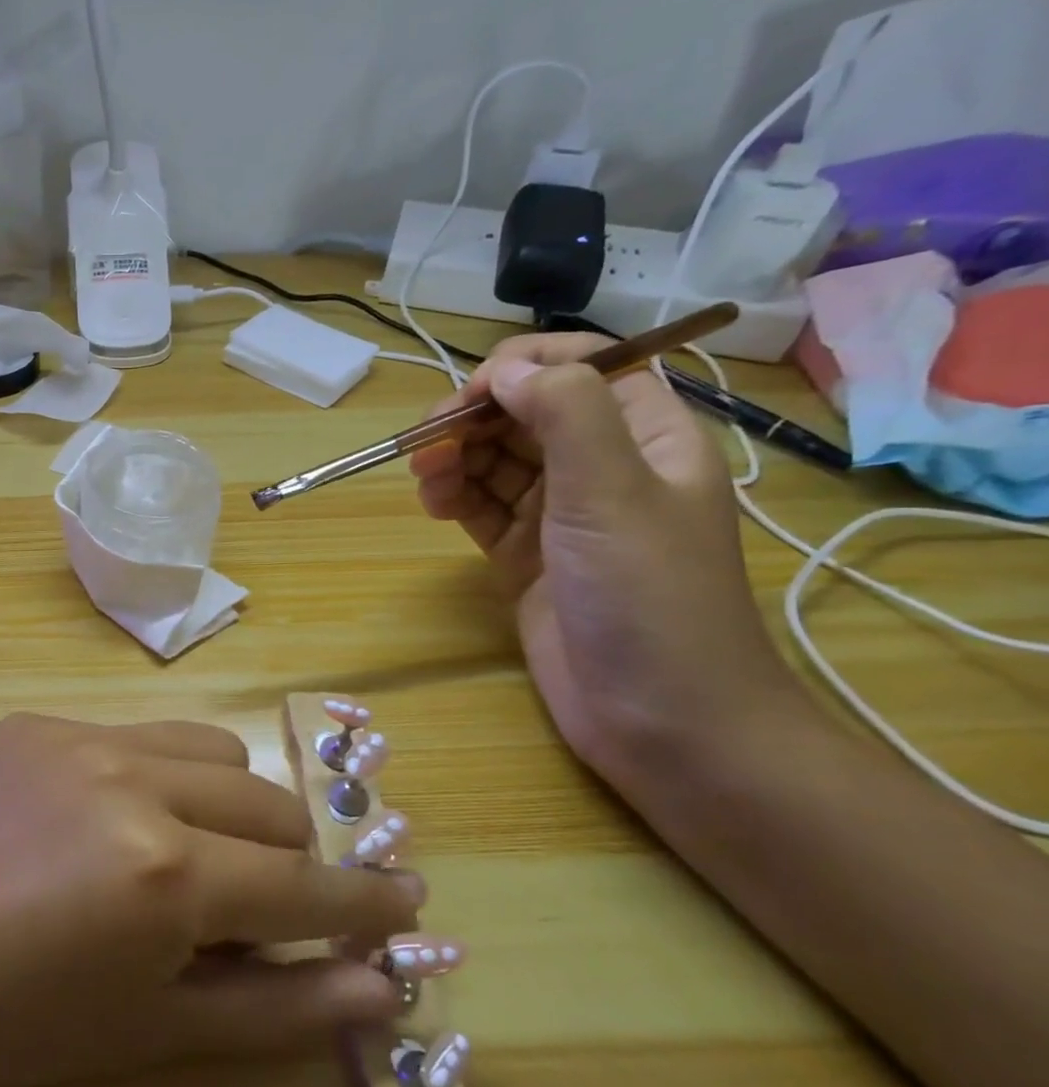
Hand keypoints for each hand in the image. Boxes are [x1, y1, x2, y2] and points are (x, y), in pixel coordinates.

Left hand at [0, 713, 428, 1086]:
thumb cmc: (16, 1026)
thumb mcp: (154, 1030)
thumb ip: (278, 1007)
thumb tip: (378, 987)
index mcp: (167, 871)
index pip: (302, 884)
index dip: (363, 902)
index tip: (404, 901)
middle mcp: (134, 781)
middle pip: (265, 800)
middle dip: (287, 856)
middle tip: (266, 899)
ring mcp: (79, 736)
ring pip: (207, 746)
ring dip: (226, 799)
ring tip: (191, 848)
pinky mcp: (34, 719)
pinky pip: (129, 734)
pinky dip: (149, 776)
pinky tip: (103, 821)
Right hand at [409, 334, 808, 794]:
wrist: (661, 718)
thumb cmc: (648, 596)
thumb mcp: (613, 492)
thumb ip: (566, 413)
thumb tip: (505, 369)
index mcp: (646, 436)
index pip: (584, 368)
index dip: (525, 368)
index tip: (471, 393)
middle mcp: (603, 467)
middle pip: (527, 413)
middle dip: (474, 418)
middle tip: (426, 443)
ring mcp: (561, 515)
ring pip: (496, 460)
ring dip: (455, 458)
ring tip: (425, 481)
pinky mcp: (526, 556)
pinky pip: (481, 506)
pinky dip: (453, 497)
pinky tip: (433, 505)